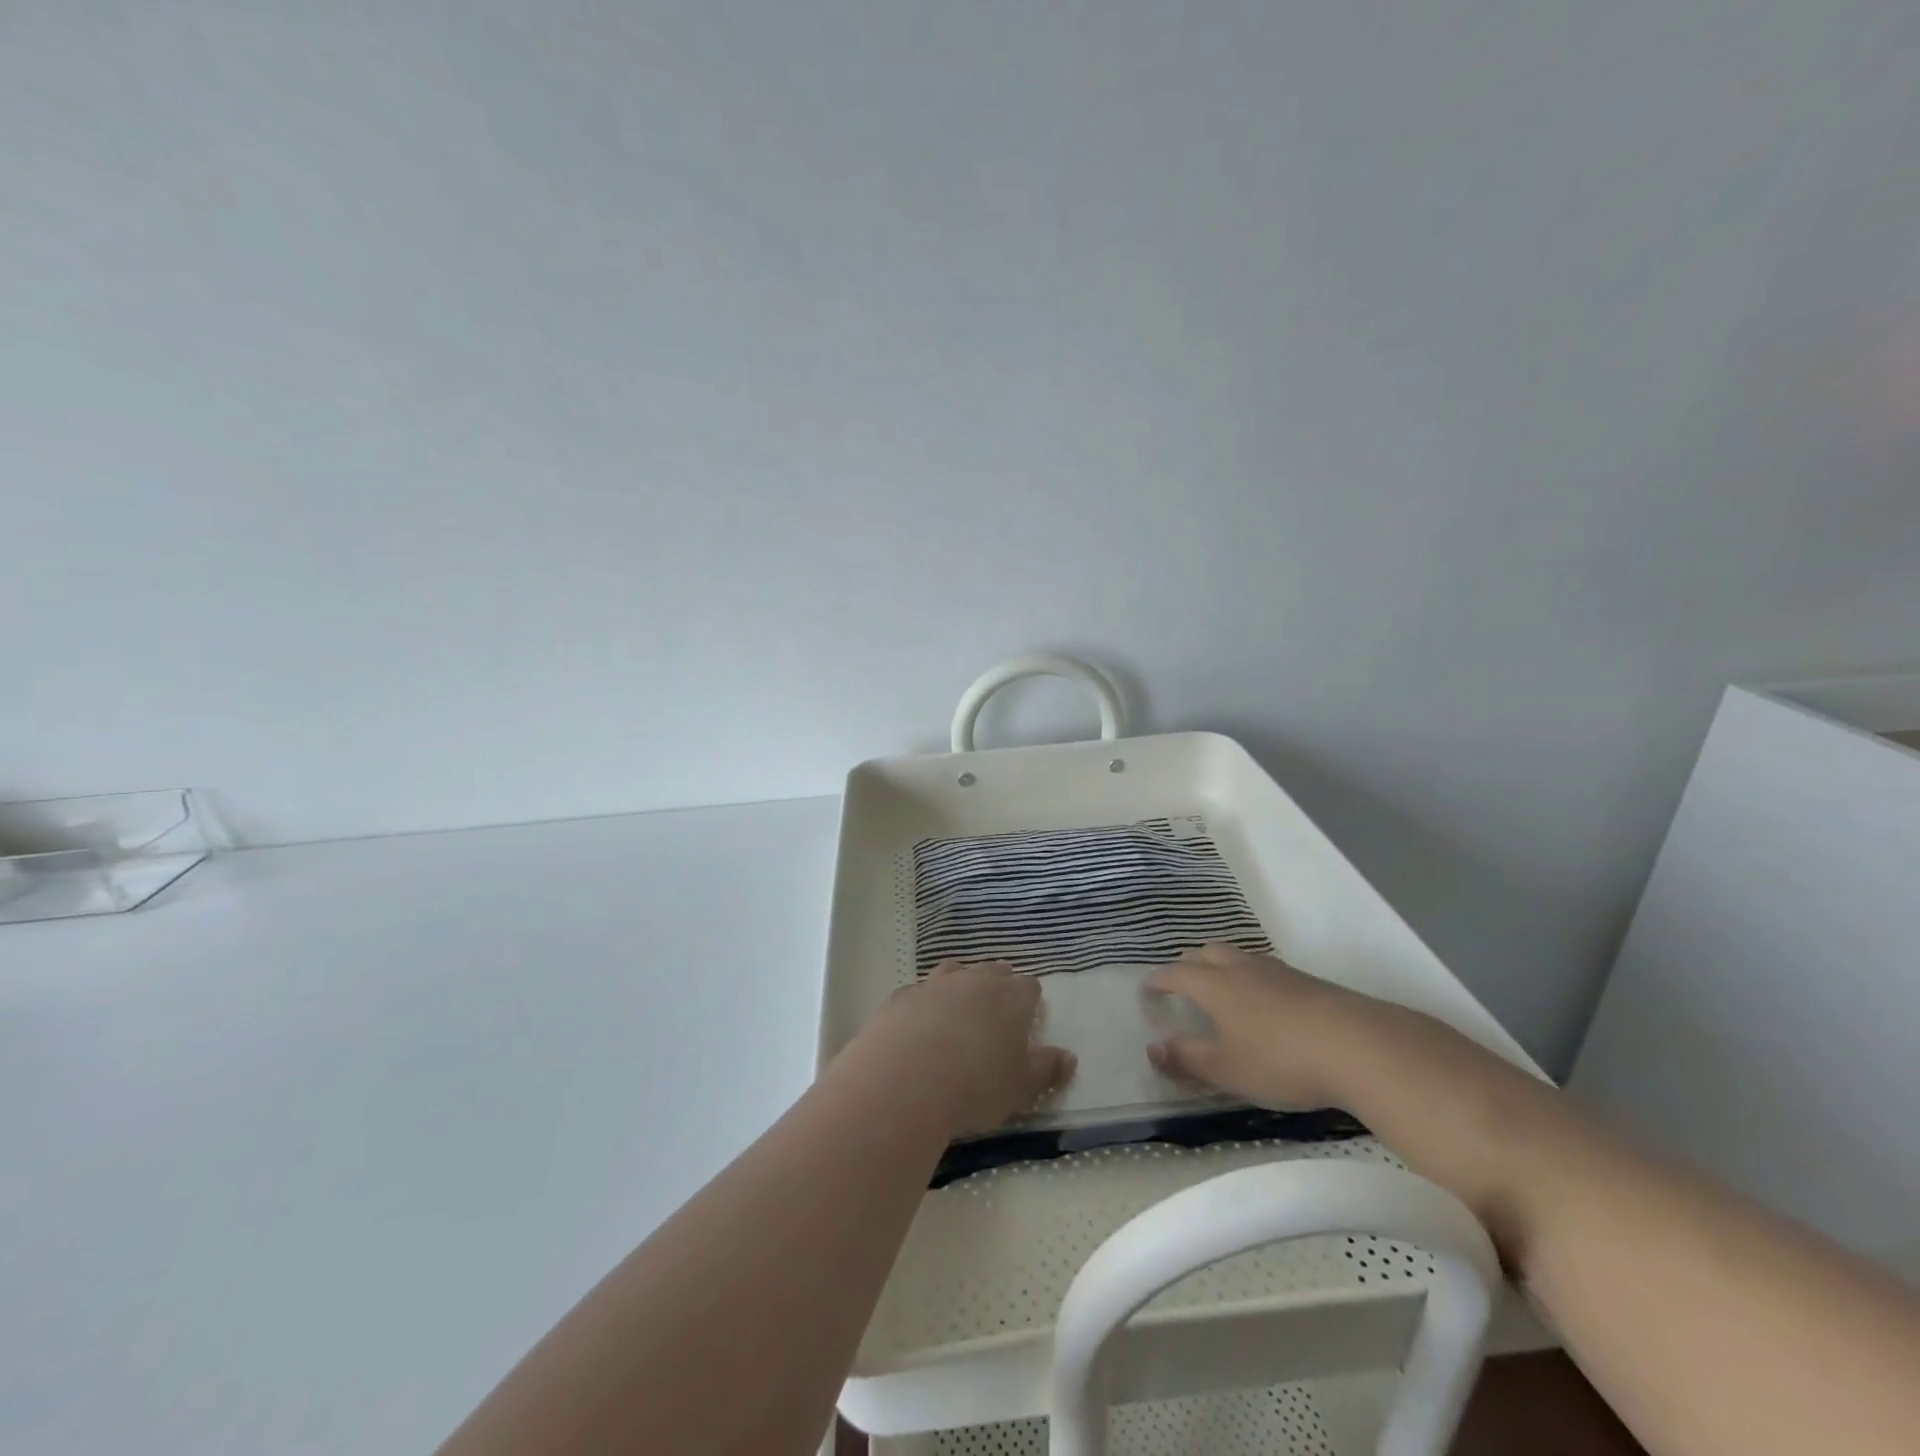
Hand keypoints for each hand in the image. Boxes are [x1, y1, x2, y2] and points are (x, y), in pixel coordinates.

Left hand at [854, 961, 1075, 1136]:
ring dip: (961, 984)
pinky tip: (920, 1023)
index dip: (1030, 1000)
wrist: (906, 1079)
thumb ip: (1047, 1070)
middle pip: (993, 971)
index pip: (1029, 986)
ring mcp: (936, 983)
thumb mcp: (1021, 1088)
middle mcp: (976, 980)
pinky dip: (925, 1002)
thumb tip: (1069, 1057)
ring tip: (960, 1008)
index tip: (1027, 1018)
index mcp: (1011, 998)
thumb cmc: (975, 1086)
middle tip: (996, 1012)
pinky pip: (920, 991)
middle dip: (998, 985)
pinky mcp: (903, 995)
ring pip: (956, 970)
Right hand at [1146, 944, 1378, 1110]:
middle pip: (1207, 953)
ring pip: (1239, 957)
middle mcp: (1242, 969)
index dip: (1159, 979)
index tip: (1147, 986)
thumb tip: (1152, 1048)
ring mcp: (1278, 972)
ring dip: (1221, 965)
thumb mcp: (1227, 1069)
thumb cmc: (1281, 1059)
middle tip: (1181, 980)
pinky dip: (1251, 978)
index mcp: (1216, 986)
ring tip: (1221, 986)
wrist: (1359, 1046)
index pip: (1177, 974)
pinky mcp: (1308, 983)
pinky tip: (1264, 1002)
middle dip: (1189, 963)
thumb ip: (1187, 1059)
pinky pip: (1266, 970)